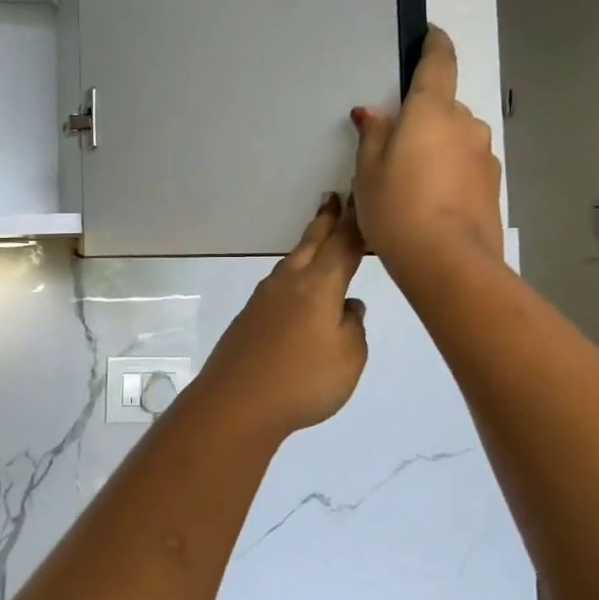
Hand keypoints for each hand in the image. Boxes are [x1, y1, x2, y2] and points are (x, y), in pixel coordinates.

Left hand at [190, 195, 369, 439]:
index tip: (361, 199)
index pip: (343, 245)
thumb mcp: (349, 358)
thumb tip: (348, 306)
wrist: (237, 401)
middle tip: (332, 198)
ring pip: (292, 262)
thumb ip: (353, 327)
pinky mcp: (250, 316)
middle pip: (311, 243)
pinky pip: (279, 285)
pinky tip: (297, 289)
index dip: (355, 223)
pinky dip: (294, 275)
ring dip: (308, 247)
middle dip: (325, 221)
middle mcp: (290, 281)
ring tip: (318, 239)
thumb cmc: (304, 380)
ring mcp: (264, 297)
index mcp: (319, 284)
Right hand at [351, 27, 503, 270]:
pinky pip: (465, 165)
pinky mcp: (492, 185)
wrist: (447, 261)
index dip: (434, 45)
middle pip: (443, 108)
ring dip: (436, 148)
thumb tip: (375, 114)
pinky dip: (449, 172)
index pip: (438, 63)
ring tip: (410, 182)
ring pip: (456, 138)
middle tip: (393, 148)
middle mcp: (465, 125)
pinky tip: (430, 201)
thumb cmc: (396, 207)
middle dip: (422, 118)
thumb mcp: (367, 171)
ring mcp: (484, 155)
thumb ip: (373, 135)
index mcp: (431, 112)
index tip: (429, 34)